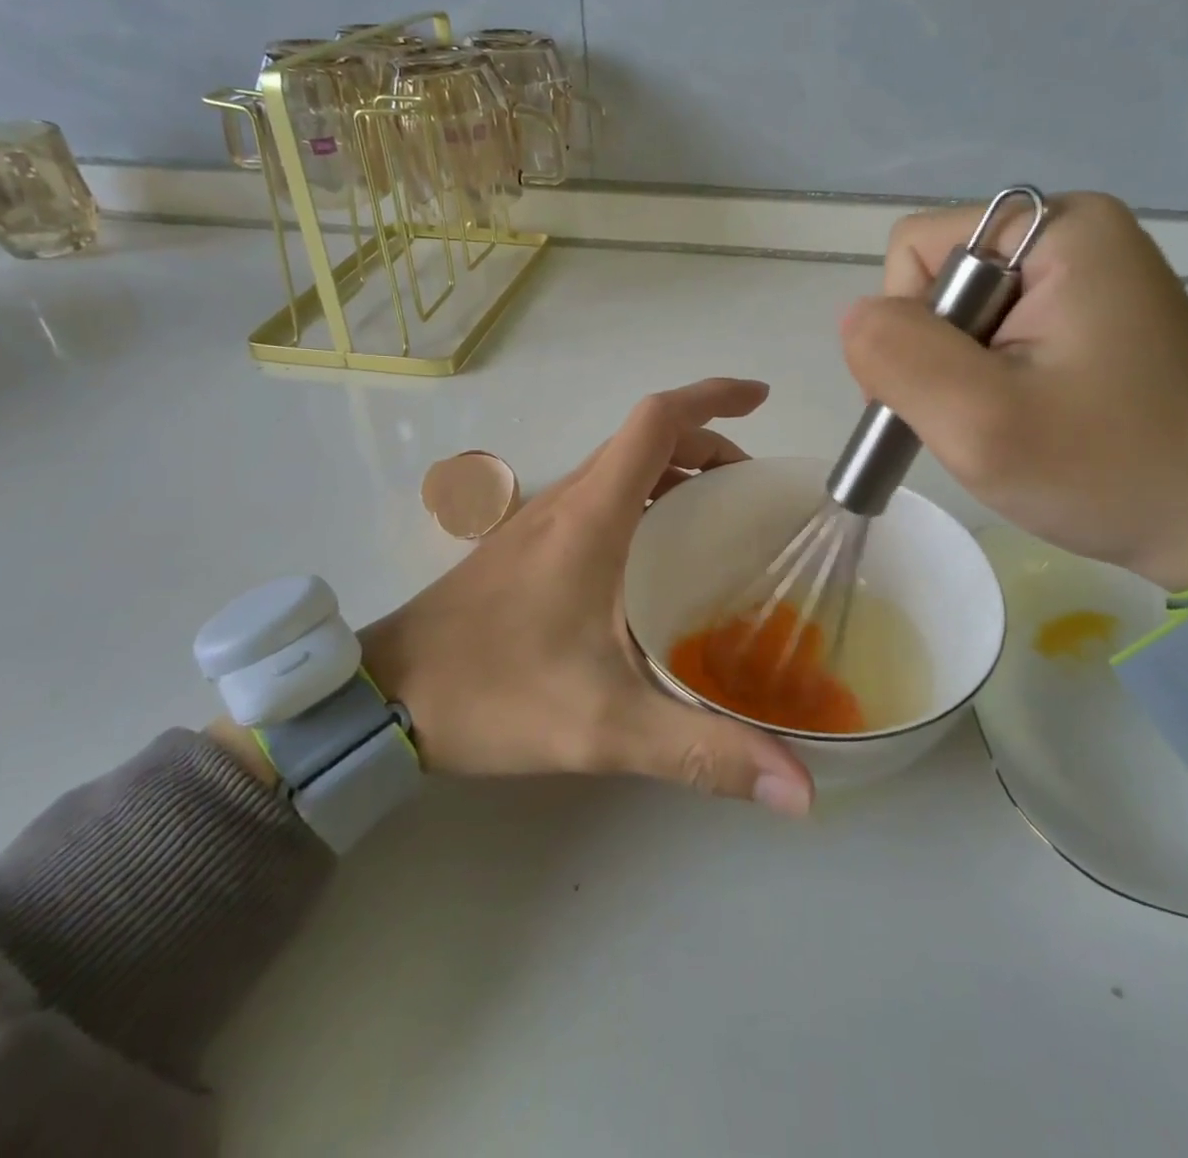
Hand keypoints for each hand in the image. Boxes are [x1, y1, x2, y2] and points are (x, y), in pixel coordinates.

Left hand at [358, 379, 814, 814]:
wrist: (387, 695)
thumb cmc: (496, 692)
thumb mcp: (606, 727)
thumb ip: (702, 753)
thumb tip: (800, 790)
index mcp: (593, 516)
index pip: (656, 422)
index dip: (712, 397)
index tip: (760, 399)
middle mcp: (568, 501)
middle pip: (646, 440)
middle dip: (708, 446)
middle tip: (754, 495)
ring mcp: (543, 521)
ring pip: (622, 468)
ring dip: (676, 473)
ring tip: (722, 523)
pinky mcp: (528, 545)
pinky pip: (601, 498)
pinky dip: (645, 501)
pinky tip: (660, 561)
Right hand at [841, 193, 1187, 591]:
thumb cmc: (1103, 471)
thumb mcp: (979, 421)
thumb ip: (897, 356)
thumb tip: (856, 317)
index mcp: (1058, 230)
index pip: (915, 252)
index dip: (905, 328)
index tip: (946, 397)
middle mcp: (1073, 231)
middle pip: (936, 279)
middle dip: (931, 355)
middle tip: (975, 421)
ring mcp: (1086, 272)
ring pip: (958, 311)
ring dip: (956, 373)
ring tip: (1000, 425)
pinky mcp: (1089, 311)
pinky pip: (993, 328)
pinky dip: (984, 377)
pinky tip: (1019, 416)